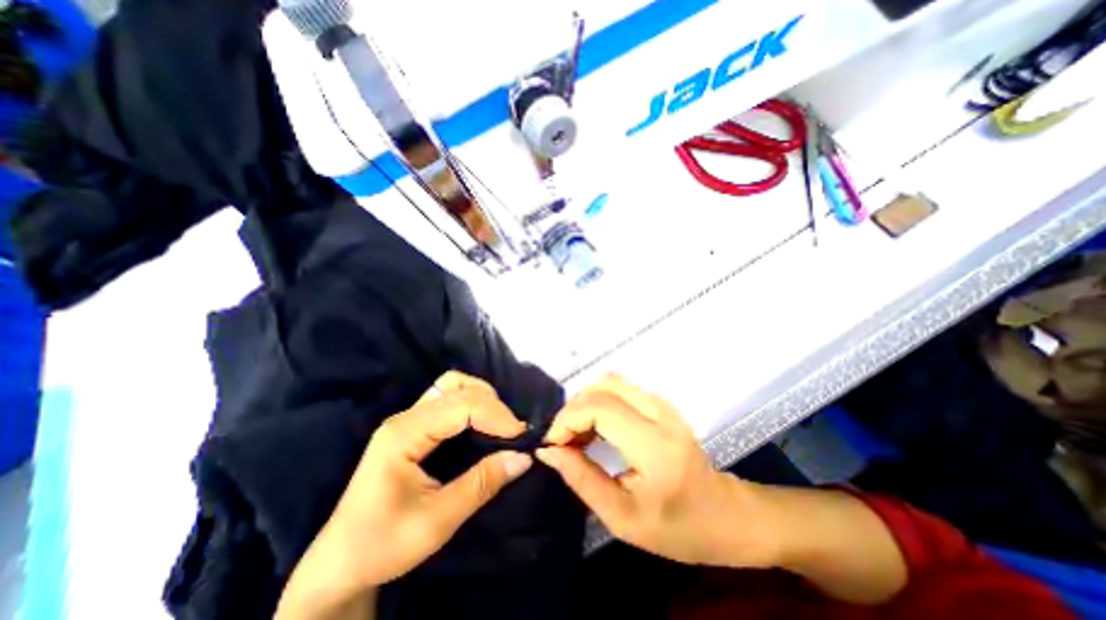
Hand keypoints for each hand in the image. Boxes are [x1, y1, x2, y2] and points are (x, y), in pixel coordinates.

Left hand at [278, 370, 532, 617]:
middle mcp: (405, 417)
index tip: (521, 437)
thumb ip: (482, 484)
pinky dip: (471, 403)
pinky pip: (447, 398)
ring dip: (481, 398)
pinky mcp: (412, 426)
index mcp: (404, 434)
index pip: (461, 405)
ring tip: (499, 423)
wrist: (339, 564)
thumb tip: (523, 457)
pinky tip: (481, 422)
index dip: (496, 415)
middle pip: (457, 387)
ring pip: (452, 385)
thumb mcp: (438, 521)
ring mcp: (407, 419)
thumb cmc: (383, 545)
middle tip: (512, 432)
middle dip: (492, 405)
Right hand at [535, 375, 774, 568]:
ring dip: (585, 404)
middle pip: (602, 387)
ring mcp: (663, 403)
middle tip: (563, 441)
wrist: (727, 515)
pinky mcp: (661, 403)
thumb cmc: (679, 528)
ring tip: (577, 436)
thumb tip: (548, 452)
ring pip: (610, 382)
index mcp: (654, 445)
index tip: (553, 445)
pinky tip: (596, 428)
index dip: (567, 420)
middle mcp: (660, 413)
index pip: (599, 408)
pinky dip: (599, 402)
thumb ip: (582, 480)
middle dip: (573, 410)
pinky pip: (620, 389)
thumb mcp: (623, 519)